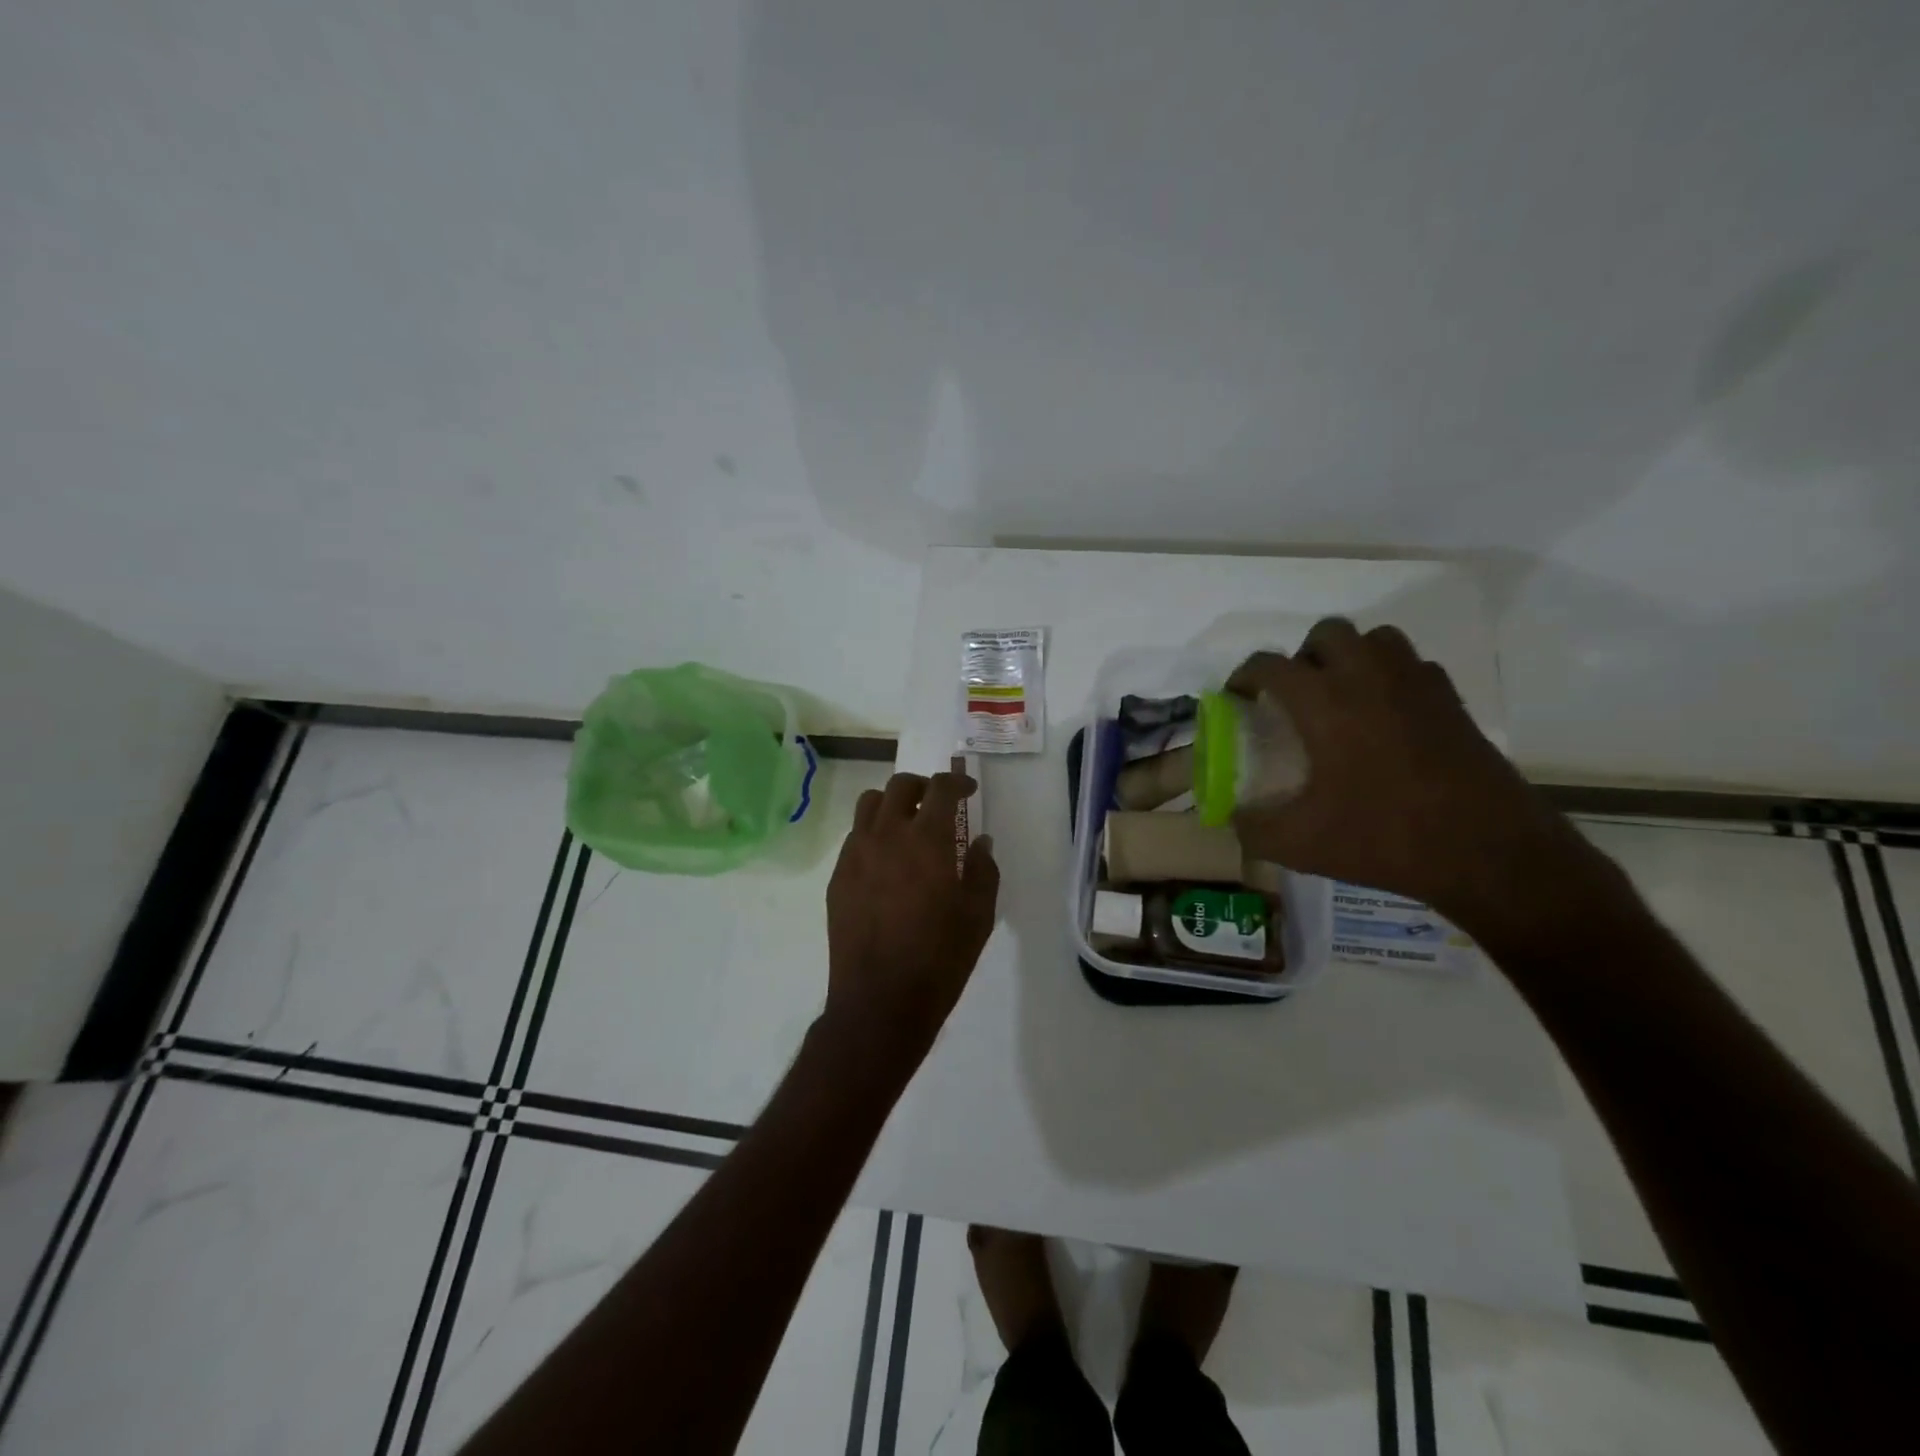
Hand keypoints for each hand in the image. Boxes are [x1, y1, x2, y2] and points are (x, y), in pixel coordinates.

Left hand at [822, 770, 999, 1072]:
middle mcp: (886, 835)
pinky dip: (873, 834)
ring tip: (907, 826)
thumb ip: (983, 869)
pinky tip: (886, 863)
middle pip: (899, 786)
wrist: (880, 1001)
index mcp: (926, 839)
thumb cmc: (940, 959)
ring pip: (869, 805)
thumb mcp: (979, 916)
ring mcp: (856, 854)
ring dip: (892, 804)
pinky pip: (854, 837)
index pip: (940, 788)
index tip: (968, 791)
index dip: (957, 782)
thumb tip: (979, 842)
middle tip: (937, 804)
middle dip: (923, 786)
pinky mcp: (837, 877)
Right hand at [1227, 619, 1608, 935]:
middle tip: (1295, 695)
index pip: (1271, 665)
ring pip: (1375, 639)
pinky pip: (1412, 665)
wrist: (1488, 851)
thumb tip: (1232, 818)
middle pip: (1328, 633)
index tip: (1237, 696)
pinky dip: (1390, 676)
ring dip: (1350, 656)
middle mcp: (1368, 679)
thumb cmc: (1384, 838)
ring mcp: (1416, 685)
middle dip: (1303, 656)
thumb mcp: (1300, 845)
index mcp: (1325, 704)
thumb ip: (1253, 829)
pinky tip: (1385, 715)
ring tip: (1340, 697)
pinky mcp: (1451, 701)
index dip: (1245, 675)